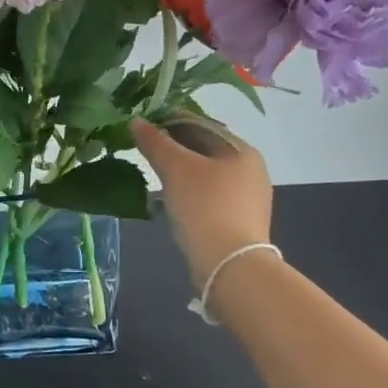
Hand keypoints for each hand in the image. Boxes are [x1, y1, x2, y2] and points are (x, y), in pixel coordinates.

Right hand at [131, 116, 273, 287]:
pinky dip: (189, 191)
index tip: (142, 125)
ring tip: (152, 173)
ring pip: (206, 173)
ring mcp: (248, 197)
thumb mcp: (175, 169)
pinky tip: (169, 199)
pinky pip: (209, 195)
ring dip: (180, 170)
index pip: (200, 123)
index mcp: (241, 149)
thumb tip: (137, 121)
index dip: (169, 120)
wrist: (230, 266)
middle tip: (143, 149)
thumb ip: (155, 142)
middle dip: (174, 147)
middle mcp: (251, 169)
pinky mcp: (240, 220)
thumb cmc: (204, 207)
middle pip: (205, 148)